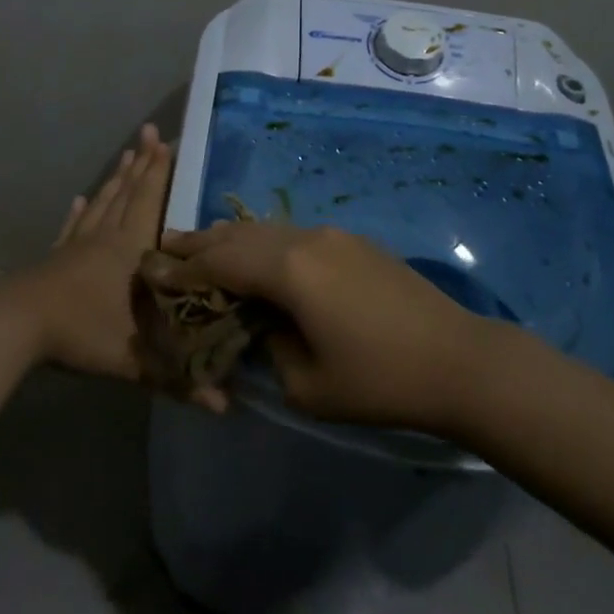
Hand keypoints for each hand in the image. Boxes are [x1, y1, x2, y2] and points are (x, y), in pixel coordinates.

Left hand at [0, 125, 227, 410]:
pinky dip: (79, 212)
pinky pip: (72, 227)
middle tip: (152, 133)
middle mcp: (106, 237)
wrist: (16, 327)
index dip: (162, 174)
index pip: (151, 203)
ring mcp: (77, 245)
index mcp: (130, 251)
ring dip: (116, 178)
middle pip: (127, 193)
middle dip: (143, 163)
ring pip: (102, 203)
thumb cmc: (81, 333)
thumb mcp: (135, 361)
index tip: (171, 143)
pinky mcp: (55, 257)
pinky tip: (80, 199)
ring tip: (127, 154)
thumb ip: (180, 381)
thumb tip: (226, 409)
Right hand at [158, 222, 502, 431]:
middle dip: (201, 243)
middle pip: (239, 235)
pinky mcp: (354, 243)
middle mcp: (305, 240)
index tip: (153, 271)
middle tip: (167, 247)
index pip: (219, 262)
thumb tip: (260, 323)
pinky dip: (264, 243)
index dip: (183, 269)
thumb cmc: (380, 381)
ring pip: (267, 230)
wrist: (460, 361)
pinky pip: (293, 235)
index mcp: (289, 270)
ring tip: (204, 247)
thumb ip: (268, 346)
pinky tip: (258, 257)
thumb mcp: (306, 384)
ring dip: (232, 239)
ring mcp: (334, 236)